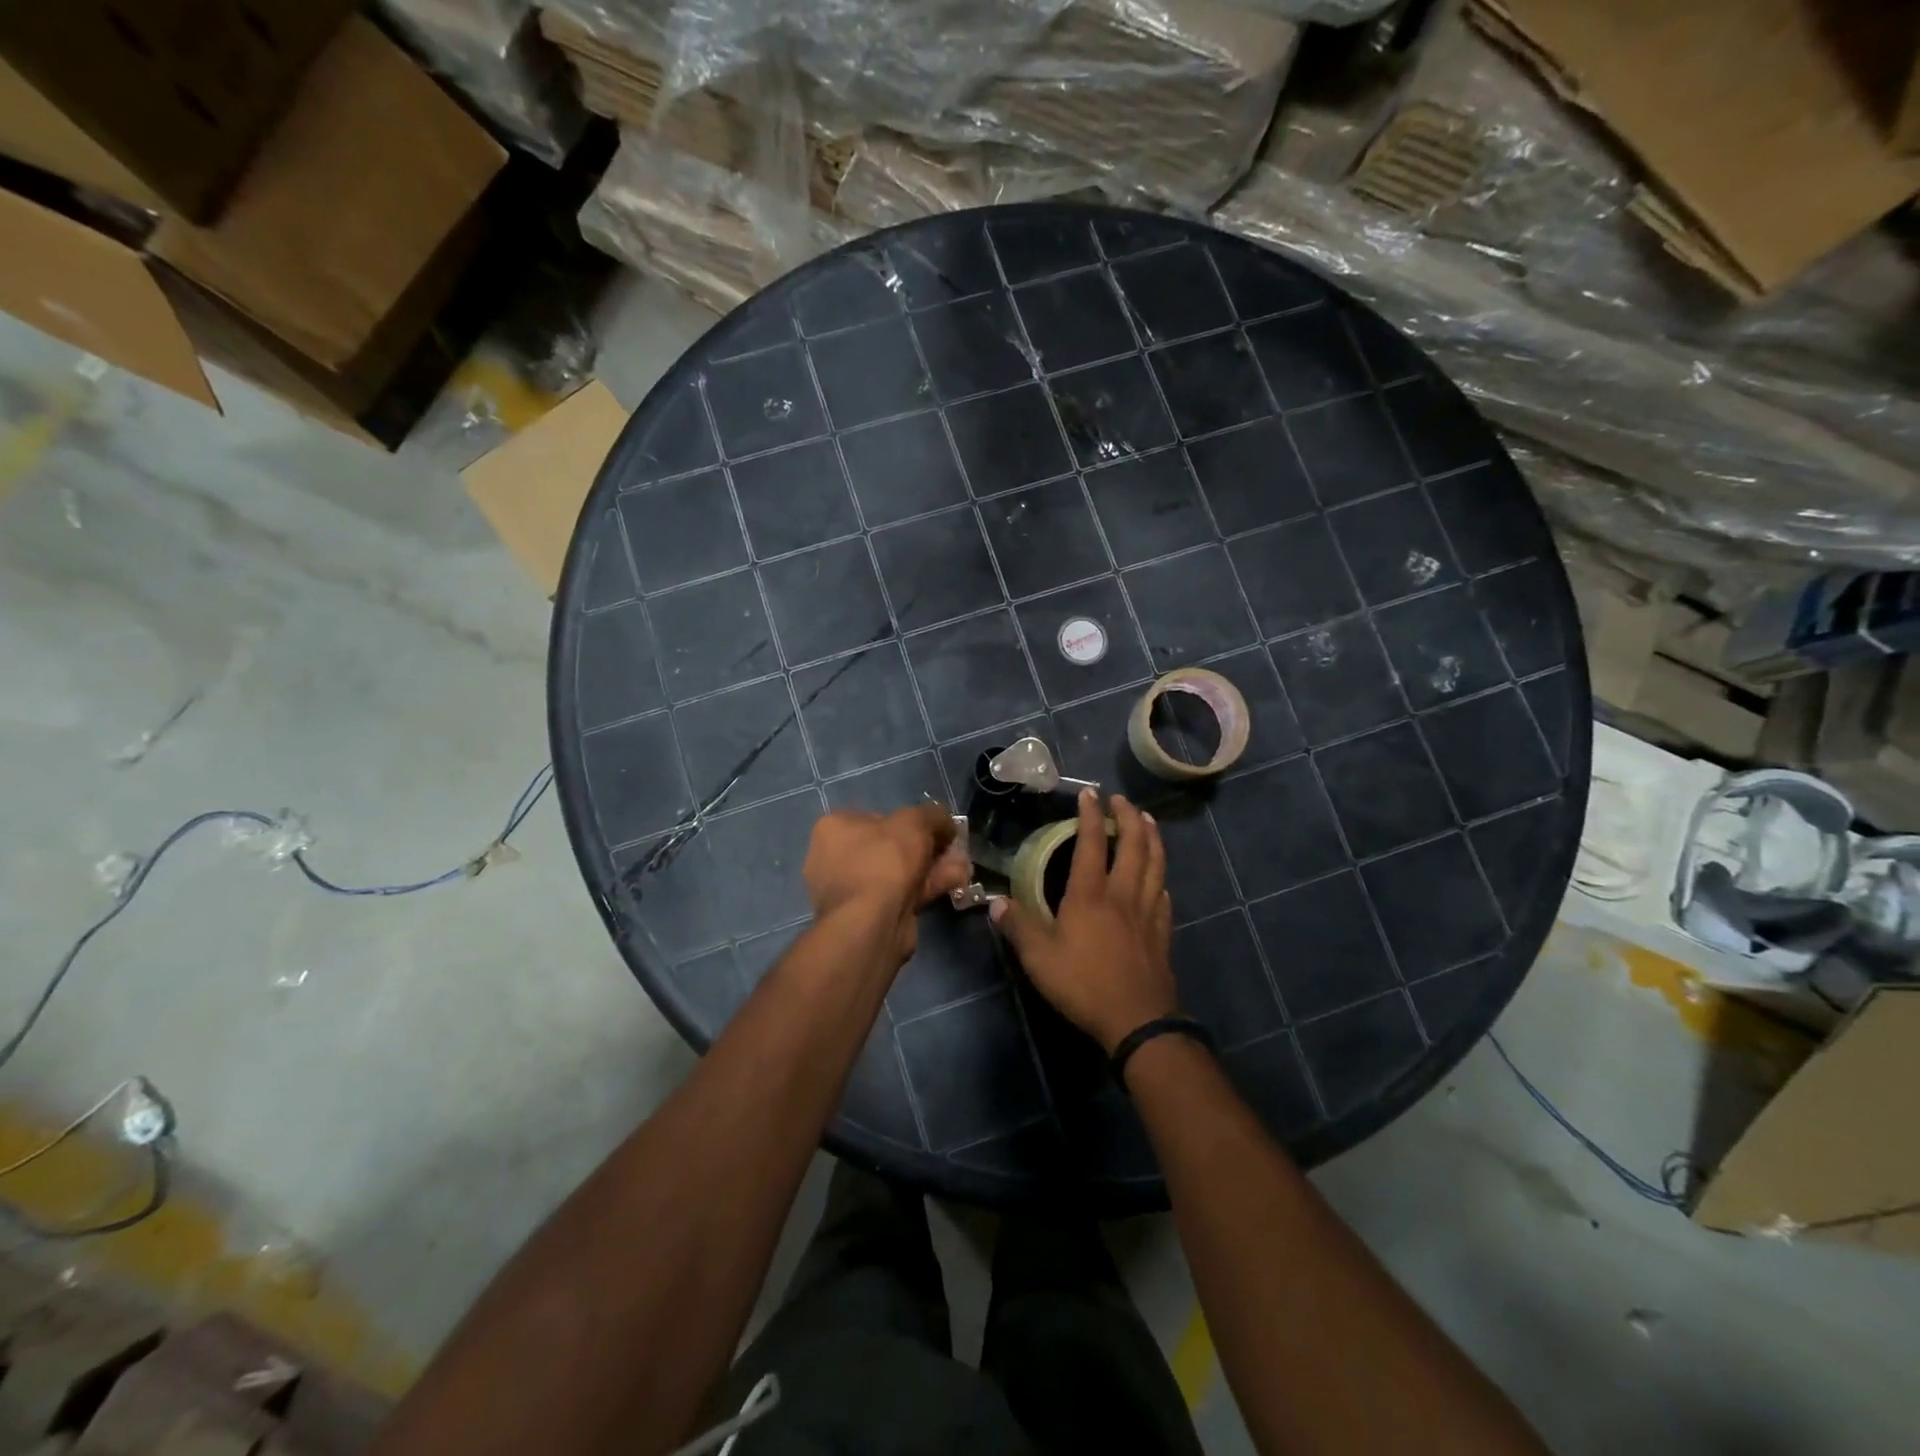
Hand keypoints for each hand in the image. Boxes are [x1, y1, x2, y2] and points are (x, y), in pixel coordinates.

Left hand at [804, 802, 968, 963]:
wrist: (872, 923)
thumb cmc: (884, 860)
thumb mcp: (915, 822)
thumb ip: (933, 815)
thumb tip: (945, 824)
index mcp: (834, 827)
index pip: (878, 817)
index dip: (912, 820)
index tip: (937, 828)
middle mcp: (836, 857)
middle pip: (892, 846)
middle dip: (928, 848)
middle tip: (953, 849)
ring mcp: (852, 889)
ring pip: (900, 872)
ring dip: (933, 868)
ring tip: (963, 867)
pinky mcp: (869, 915)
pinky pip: (902, 893)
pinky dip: (928, 887)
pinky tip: (956, 882)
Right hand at [990, 790, 1175, 1054]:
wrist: (1136, 1021)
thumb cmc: (1083, 985)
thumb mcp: (1039, 959)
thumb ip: (1018, 928)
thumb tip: (996, 902)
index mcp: (1090, 896)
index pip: (1091, 845)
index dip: (1090, 817)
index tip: (1089, 794)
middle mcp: (1122, 896)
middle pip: (1133, 846)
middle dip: (1128, 818)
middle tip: (1121, 800)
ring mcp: (1146, 913)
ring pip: (1155, 865)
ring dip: (1152, 838)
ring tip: (1148, 821)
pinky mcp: (1161, 933)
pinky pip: (1164, 895)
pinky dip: (1161, 878)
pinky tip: (1160, 879)